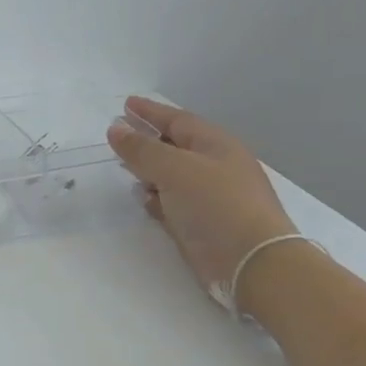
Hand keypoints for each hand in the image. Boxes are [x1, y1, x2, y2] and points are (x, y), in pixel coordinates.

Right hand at [106, 96, 297, 311]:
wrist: (249, 260)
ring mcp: (208, 196)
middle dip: (147, 139)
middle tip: (119, 134)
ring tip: (123, 166)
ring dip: (148, 169)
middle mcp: (213, 166)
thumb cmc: (216, 204)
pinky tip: (142, 198)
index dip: (151, 112)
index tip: (125, 104)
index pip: (177, 121)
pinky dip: (155, 197)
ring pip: (171, 174)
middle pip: (174, 146)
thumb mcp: (175, 169)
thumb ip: (142, 150)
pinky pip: (171, 201)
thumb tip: (115, 129)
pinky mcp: (199, 222)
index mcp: (215, 145)